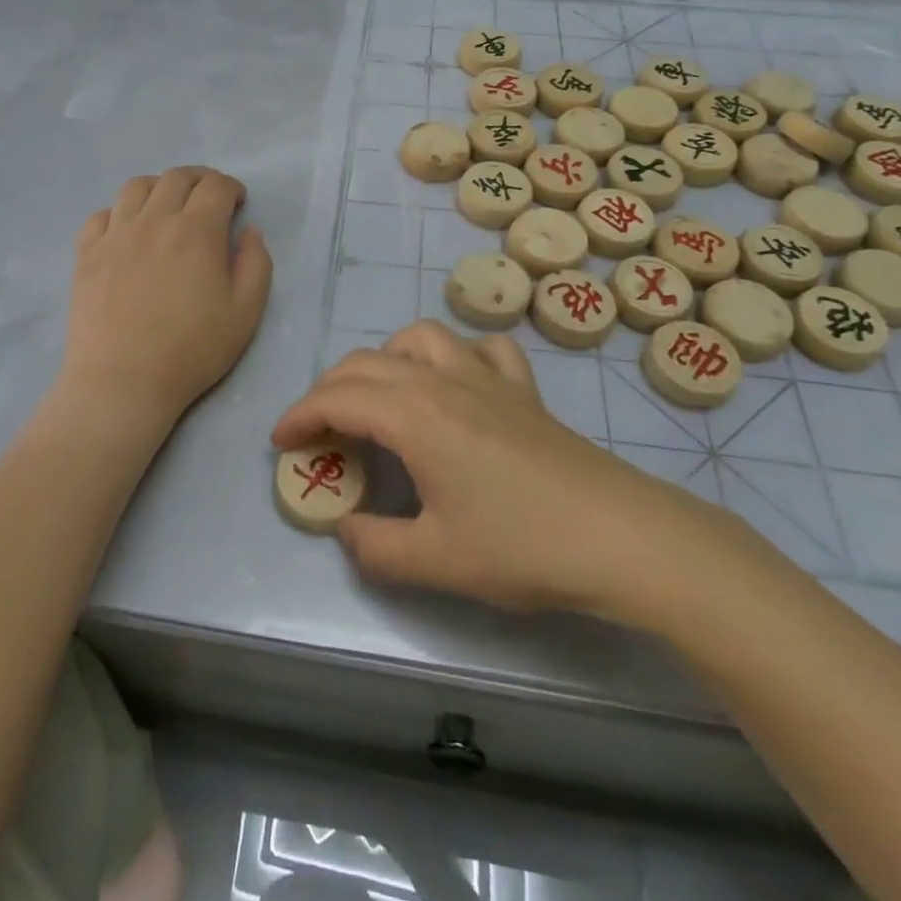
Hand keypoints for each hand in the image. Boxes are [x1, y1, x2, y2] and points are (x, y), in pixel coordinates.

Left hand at [59, 167, 272, 432]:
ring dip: (159, 187)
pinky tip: (128, 231)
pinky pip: (101, 215)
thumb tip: (249, 232)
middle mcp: (154, 220)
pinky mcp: (86, 253)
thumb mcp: (245, 313)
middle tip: (208, 199)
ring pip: (136, 186)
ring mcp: (115, 234)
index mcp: (197, 231)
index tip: (237, 202)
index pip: (216, 186)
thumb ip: (256, 264)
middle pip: (176, 177)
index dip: (231, 187)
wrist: (123, 380)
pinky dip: (120, 212)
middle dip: (199, 179)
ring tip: (167, 207)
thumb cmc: (192, 349)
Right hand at [273, 321, 742, 626]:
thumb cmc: (521, 545)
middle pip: (366, 364)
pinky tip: (456, 382)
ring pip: (419, 339)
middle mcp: (442, 381)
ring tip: (378, 396)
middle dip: (328, 391)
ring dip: (384, 359)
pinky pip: (481, 348)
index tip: (280, 443)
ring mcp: (486, 378)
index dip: (300, 416)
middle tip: (317, 431)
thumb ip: (373, 546)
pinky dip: (455, 354)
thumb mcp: (434, 561)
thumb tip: (347, 527)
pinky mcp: (522, 389)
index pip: (337, 399)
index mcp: (413, 415)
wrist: (620, 536)